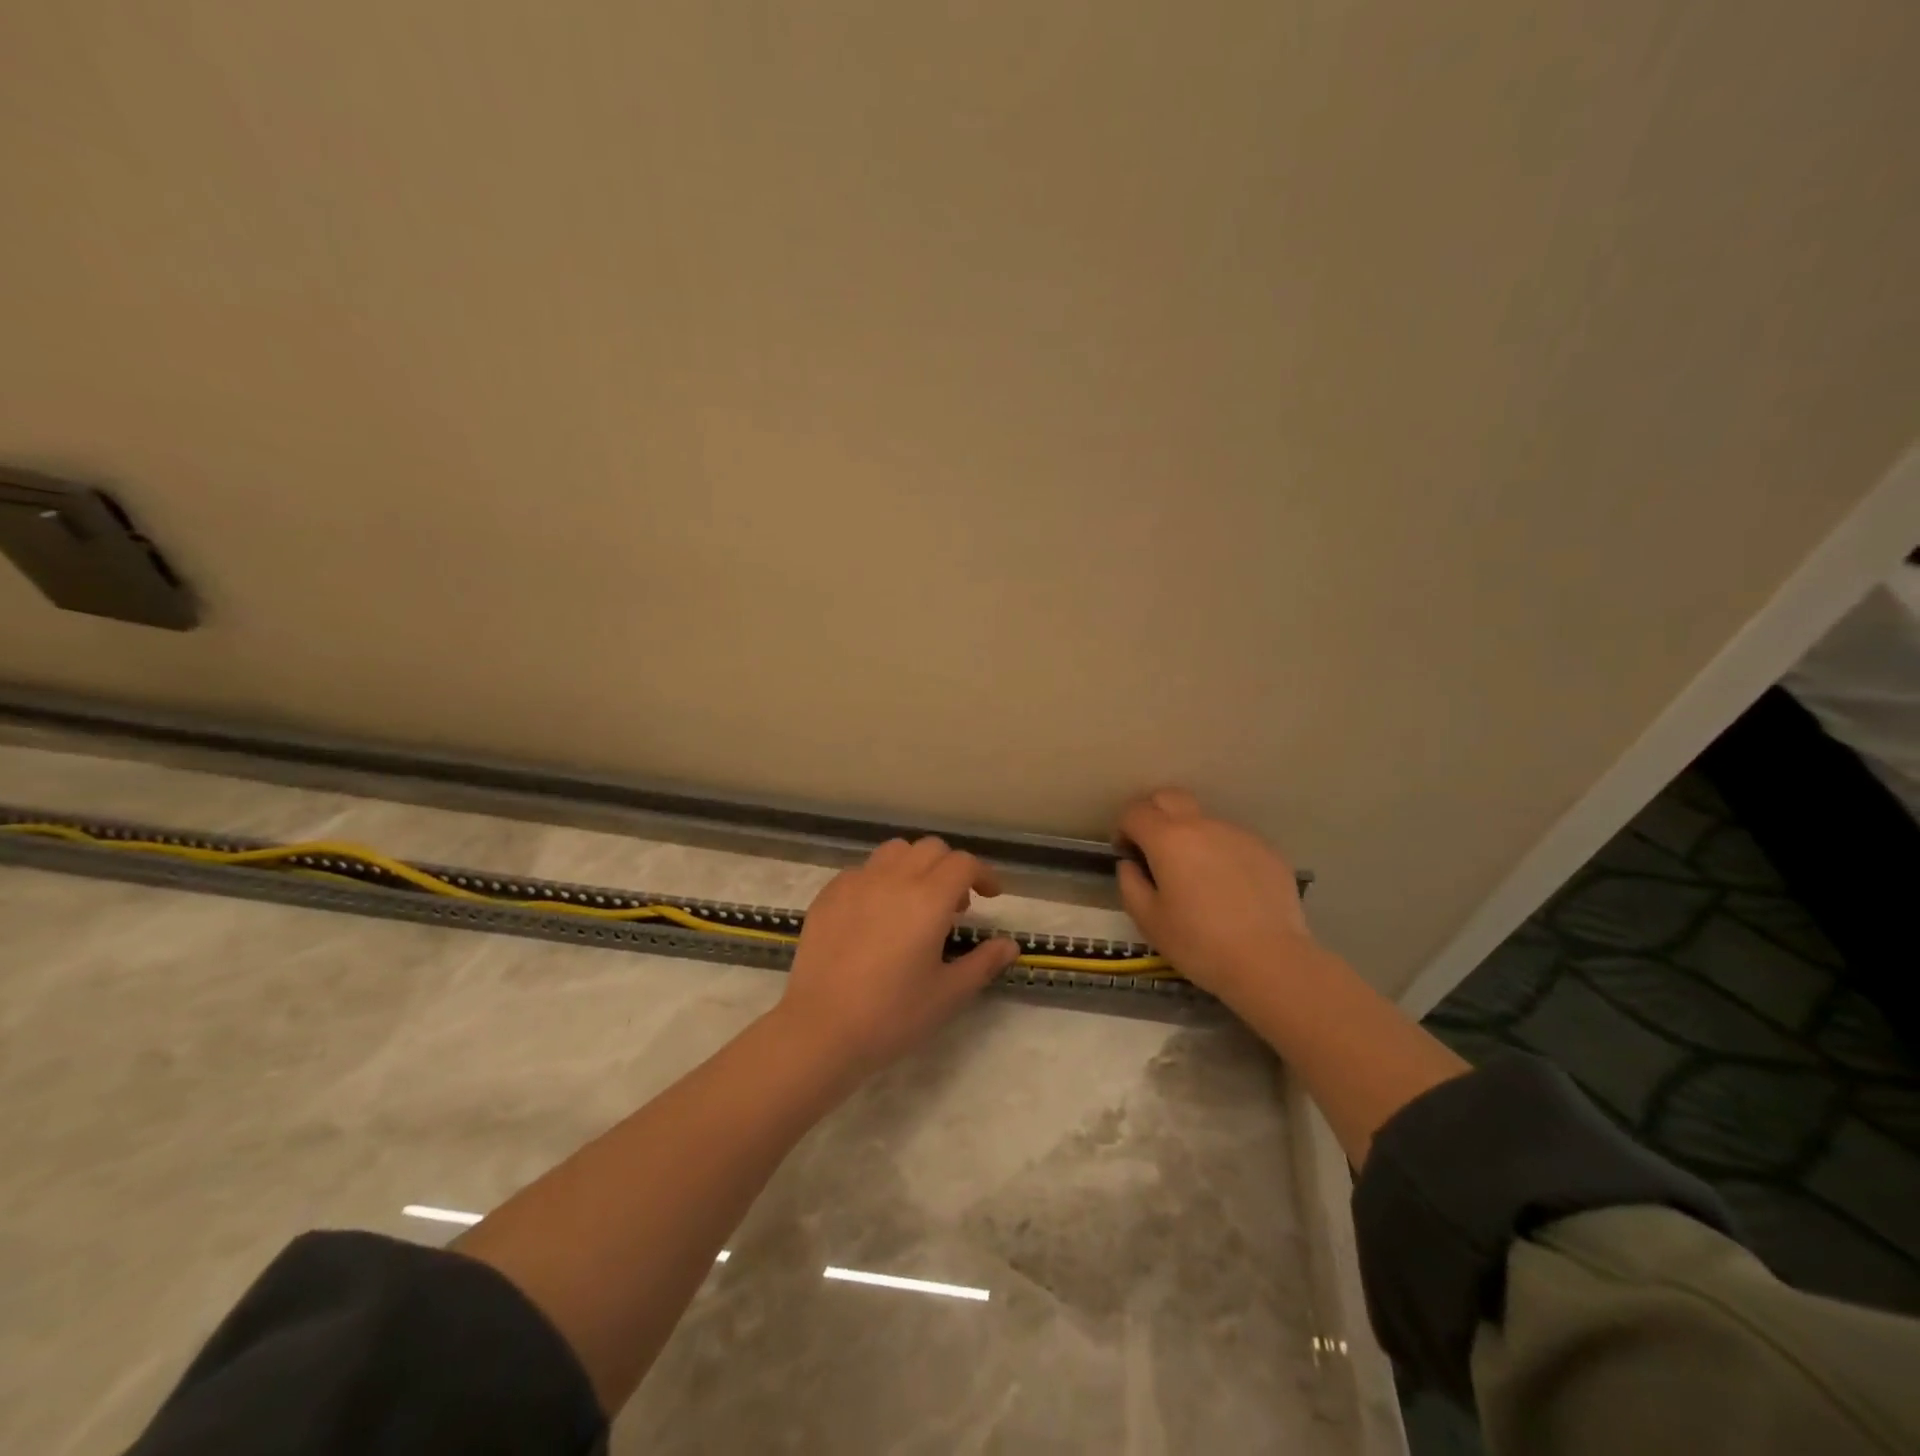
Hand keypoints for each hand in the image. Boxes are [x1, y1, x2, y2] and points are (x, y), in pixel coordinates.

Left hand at [772, 836, 1020, 1080]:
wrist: (821, 1029)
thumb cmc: (892, 1015)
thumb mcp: (948, 994)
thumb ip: (983, 962)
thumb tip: (1010, 944)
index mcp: (928, 899)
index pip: (963, 863)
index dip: (983, 874)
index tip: (991, 895)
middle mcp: (893, 879)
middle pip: (930, 849)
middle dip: (951, 867)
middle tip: (956, 905)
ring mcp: (856, 883)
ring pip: (894, 851)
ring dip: (915, 866)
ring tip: (916, 900)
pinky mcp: (829, 895)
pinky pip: (862, 870)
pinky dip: (881, 880)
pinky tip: (877, 914)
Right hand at [1115, 788, 1319, 1009]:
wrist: (1270, 961)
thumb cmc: (1199, 943)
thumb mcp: (1148, 920)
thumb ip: (1130, 883)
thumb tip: (1131, 864)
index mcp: (1168, 839)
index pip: (1135, 812)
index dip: (1123, 828)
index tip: (1126, 853)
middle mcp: (1202, 825)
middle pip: (1169, 797)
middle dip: (1153, 814)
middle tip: (1152, 849)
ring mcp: (1238, 834)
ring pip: (1203, 821)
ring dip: (1189, 837)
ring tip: (1195, 877)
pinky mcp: (1266, 849)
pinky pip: (1231, 841)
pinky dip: (1220, 853)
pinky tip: (1227, 889)